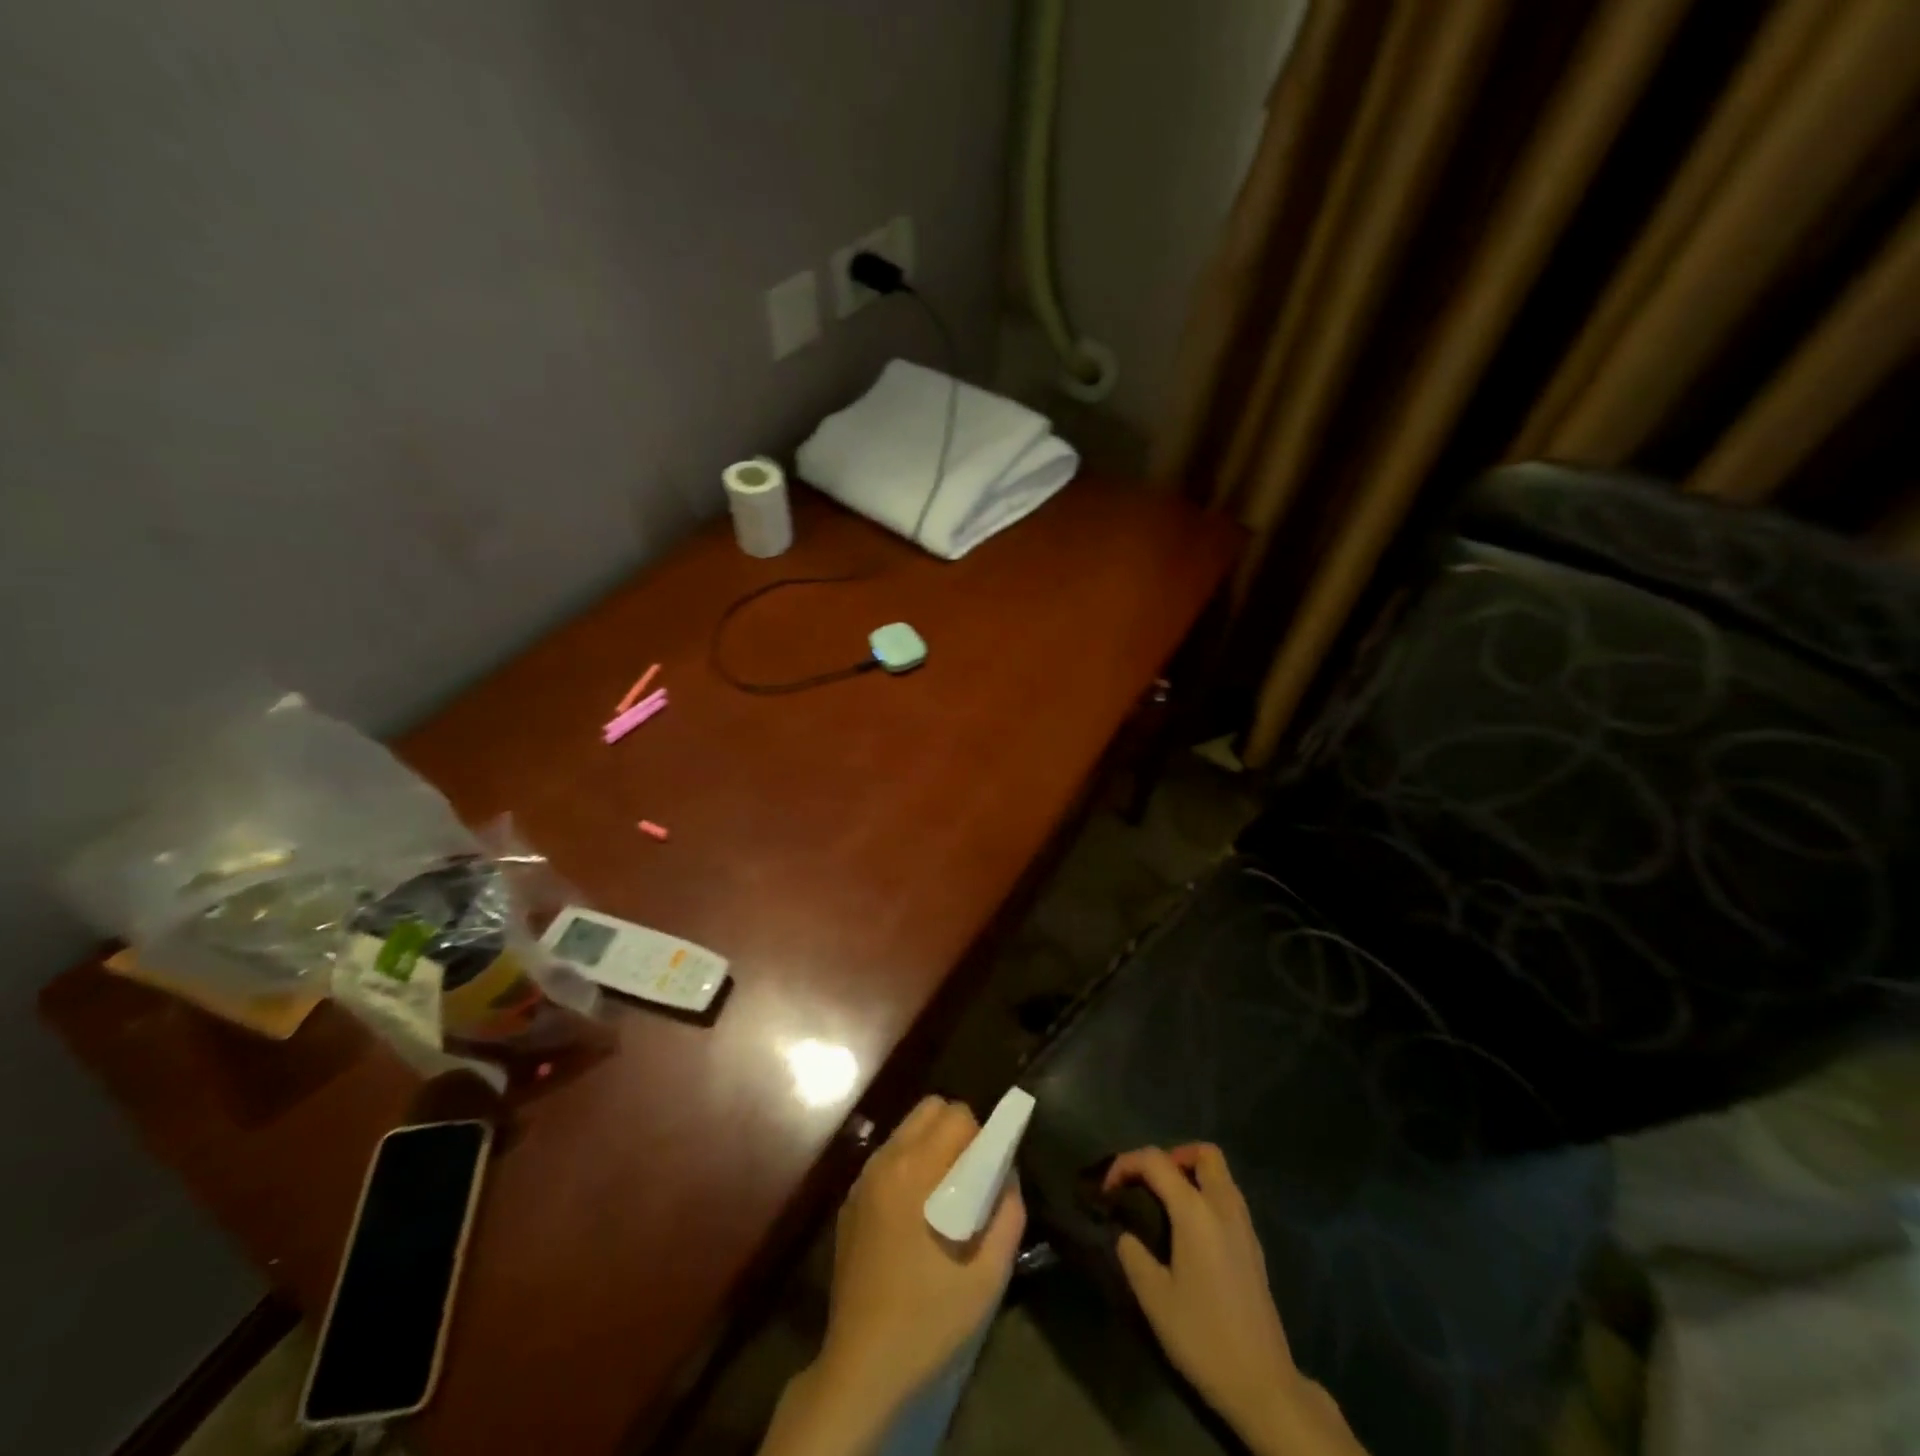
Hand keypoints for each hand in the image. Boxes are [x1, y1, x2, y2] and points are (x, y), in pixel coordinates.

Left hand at [761, 1097, 1023, 1455]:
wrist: (862, 1367)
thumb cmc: (929, 1320)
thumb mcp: (988, 1276)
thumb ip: (1008, 1215)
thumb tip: (1007, 1176)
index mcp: (915, 1171)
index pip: (956, 1115)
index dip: (981, 1136)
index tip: (989, 1173)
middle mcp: (885, 1161)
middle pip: (929, 1109)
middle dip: (956, 1131)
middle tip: (970, 1177)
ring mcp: (862, 1180)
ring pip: (906, 1130)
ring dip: (931, 1146)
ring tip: (944, 1195)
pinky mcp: (850, 1202)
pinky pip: (887, 1158)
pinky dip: (908, 1165)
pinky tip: (915, 1215)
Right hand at [1107, 1145, 1364, 1455]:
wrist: (1263, 1386)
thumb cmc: (1203, 1337)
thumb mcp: (1154, 1298)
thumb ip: (1133, 1254)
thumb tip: (1125, 1233)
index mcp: (1196, 1212)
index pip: (1156, 1161)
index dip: (1125, 1164)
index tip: (1106, 1189)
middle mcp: (1224, 1208)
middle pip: (1204, 1154)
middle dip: (1172, 1156)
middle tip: (1148, 1183)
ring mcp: (1244, 1227)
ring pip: (1221, 1174)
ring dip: (1191, 1174)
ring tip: (1164, 1203)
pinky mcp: (1253, 1248)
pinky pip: (1229, 1199)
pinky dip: (1206, 1196)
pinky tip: (1189, 1232)